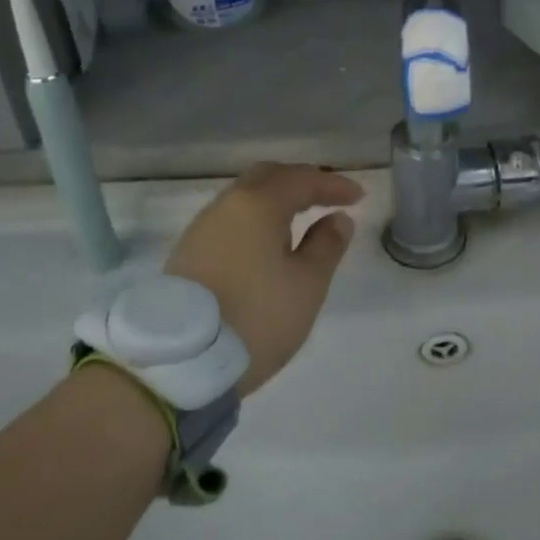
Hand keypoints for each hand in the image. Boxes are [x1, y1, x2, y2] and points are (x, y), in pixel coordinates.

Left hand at [164, 162, 362, 395]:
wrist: (180, 362)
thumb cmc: (256, 317)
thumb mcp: (307, 285)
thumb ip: (327, 246)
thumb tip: (337, 218)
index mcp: (258, 205)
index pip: (302, 180)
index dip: (333, 185)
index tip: (358, 197)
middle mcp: (226, 205)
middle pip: (268, 177)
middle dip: (301, 182)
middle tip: (327, 197)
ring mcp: (202, 228)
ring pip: (245, 196)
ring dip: (276, 200)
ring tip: (301, 221)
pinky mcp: (189, 252)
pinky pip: (231, 219)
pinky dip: (256, 219)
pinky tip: (267, 242)